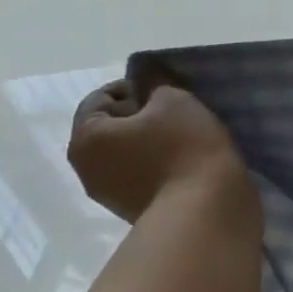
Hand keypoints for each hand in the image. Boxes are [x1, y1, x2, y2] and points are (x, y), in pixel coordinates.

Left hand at [67, 78, 255, 227]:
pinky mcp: (134, 211)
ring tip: (188, 140)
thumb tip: (148, 80)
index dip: (136, 87)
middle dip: (142, 117)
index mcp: (86, 137)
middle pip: (112, 127)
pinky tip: (189, 164)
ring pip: (128, 153)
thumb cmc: (186, 148)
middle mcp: (86, 168)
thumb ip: (156, 84)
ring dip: (152, 143)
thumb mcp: (175, 100)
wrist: (207, 211)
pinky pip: (143, 176)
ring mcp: (109, 195)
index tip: (170, 91)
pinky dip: (161, 166)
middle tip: (181, 114)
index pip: (102, 97)